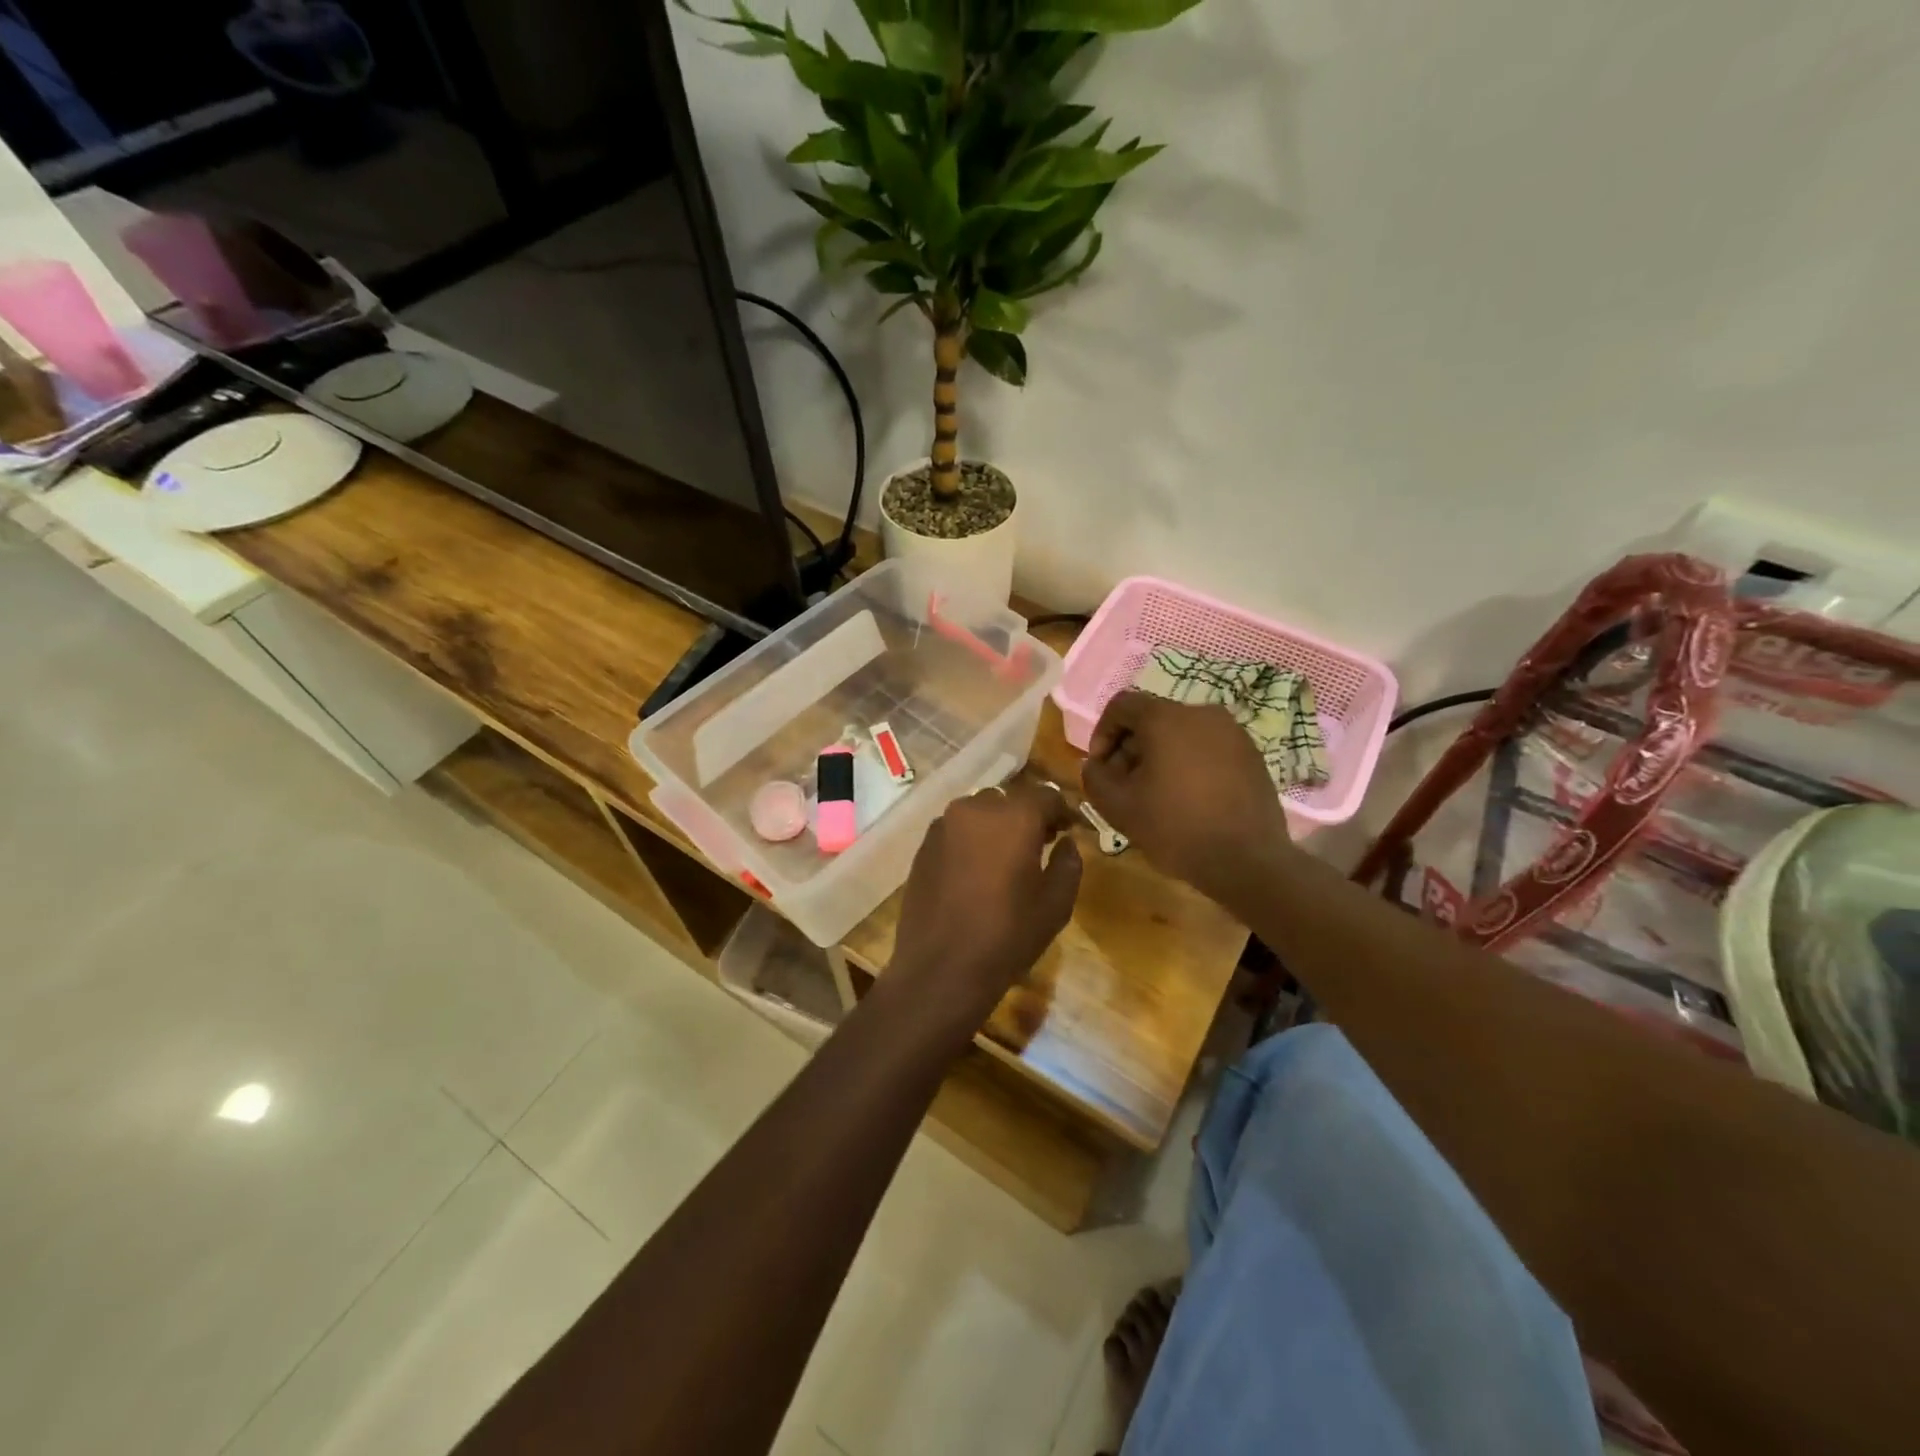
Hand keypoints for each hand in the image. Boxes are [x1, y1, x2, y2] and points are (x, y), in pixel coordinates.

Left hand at [888, 782, 1082, 1035]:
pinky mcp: (923, 845)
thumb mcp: (1055, 904)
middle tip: (1039, 844)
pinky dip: (970, 839)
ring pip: (979, 812)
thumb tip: (1066, 842)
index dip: (1061, 812)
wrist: (941, 968)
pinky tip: (975, 871)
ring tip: (1004, 858)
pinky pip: (955, 830)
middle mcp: (975, 809)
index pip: (1046, 796)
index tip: (1068, 831)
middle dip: (1026, 816)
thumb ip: (1068, 863)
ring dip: (996, 825)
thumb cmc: (1007, 936)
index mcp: (1014, 817)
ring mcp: (943, 825)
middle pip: (1009, 800)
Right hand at [1081, 692, 1293, 905]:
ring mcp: (1233, 732)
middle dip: (1131, 748)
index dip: (1102, 733)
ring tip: (1156, 795)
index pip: (1122, 705)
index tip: (1101, 768)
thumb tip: (1096, 764)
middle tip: (1124, 785)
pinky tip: (1188, 799)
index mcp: (1166, 718)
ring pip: (1182, 734)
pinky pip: (1208, 748)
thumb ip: (1095, 777)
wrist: (1247, 861)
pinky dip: (1190, 764)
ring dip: (1160, 757)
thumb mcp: (1118, 807)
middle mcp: (1202, 713)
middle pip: (1153, 719)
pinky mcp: (1251, 754)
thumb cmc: (1175, 828)